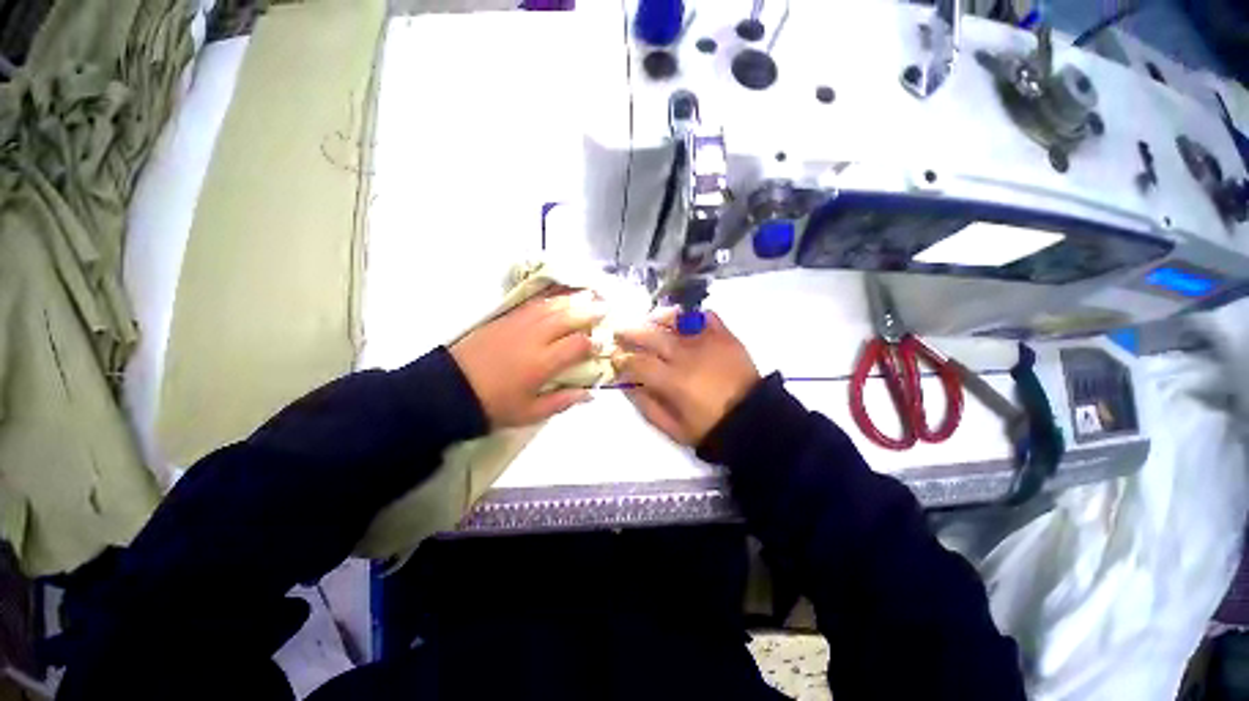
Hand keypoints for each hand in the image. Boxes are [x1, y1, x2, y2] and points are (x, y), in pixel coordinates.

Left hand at [450, 290, 604, 427]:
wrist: (450, 390)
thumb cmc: (494, 405)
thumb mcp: (530, 413)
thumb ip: (562, 401)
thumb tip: (590, 393)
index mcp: (542, 363)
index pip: (577, 344)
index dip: (594, 342)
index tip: (603, 343)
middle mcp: (534, 338)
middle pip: (568, 317)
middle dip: (590, 310)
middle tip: (607, 306)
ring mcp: (519, 324)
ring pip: (552, 306)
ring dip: (573, 299)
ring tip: (590, 294)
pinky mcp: (505, 319)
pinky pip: (533, 304)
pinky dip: (551, 298)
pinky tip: (560, 296)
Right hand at [613, 309, 760, 445]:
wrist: (753, 420)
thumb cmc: (710, 428)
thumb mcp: (673, 428)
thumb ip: (647, 406)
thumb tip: (627, 385)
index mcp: (673, 381)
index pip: (638, 362)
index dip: (622, 359)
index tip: (615, 358)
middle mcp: (686, 356)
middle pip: (651, 335)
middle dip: (631, 332)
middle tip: (620, 331)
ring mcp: (707, 342)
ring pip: (675, 320)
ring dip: (657, 319)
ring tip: (649, 321)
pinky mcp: (725, 336)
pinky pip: (706, 316)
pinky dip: (692, 316)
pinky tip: (683, 322)